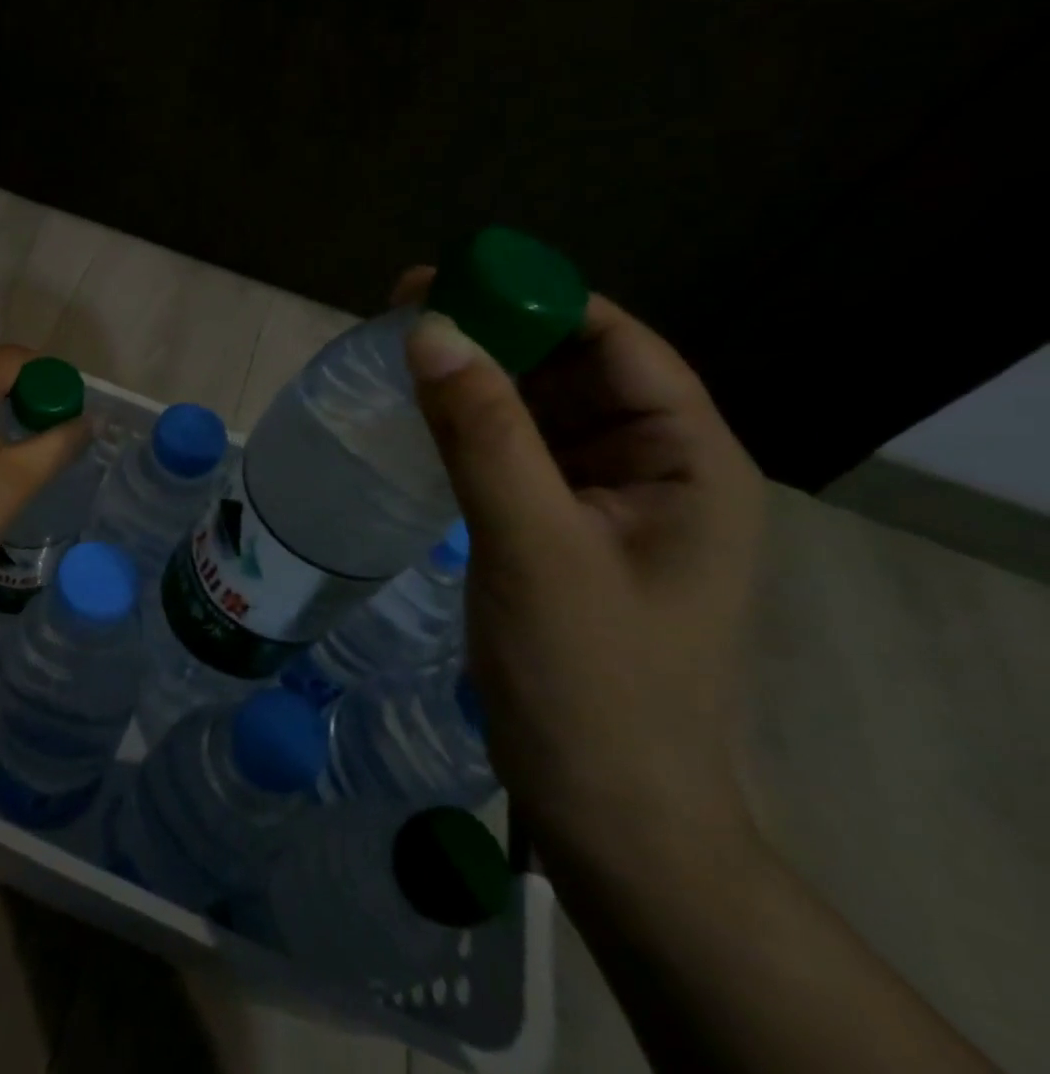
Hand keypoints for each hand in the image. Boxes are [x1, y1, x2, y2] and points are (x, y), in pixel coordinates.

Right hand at [393, 267, 764, 864]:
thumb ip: (483, 433)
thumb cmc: (589, 680)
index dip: (537, 301)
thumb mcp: (534, 546)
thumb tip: (430, 328)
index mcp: (689, 462)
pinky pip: (515, 454)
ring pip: (538, 411)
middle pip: (574, 371)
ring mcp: (605, 502)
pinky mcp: (559, 530)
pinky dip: (469, 428)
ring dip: (477, 380)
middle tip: (404, 312)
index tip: (450, 280)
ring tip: (400, 354)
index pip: (619, 346)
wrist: (602, 809)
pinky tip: (419, 417)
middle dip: (496, 336)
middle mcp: (656, 470)